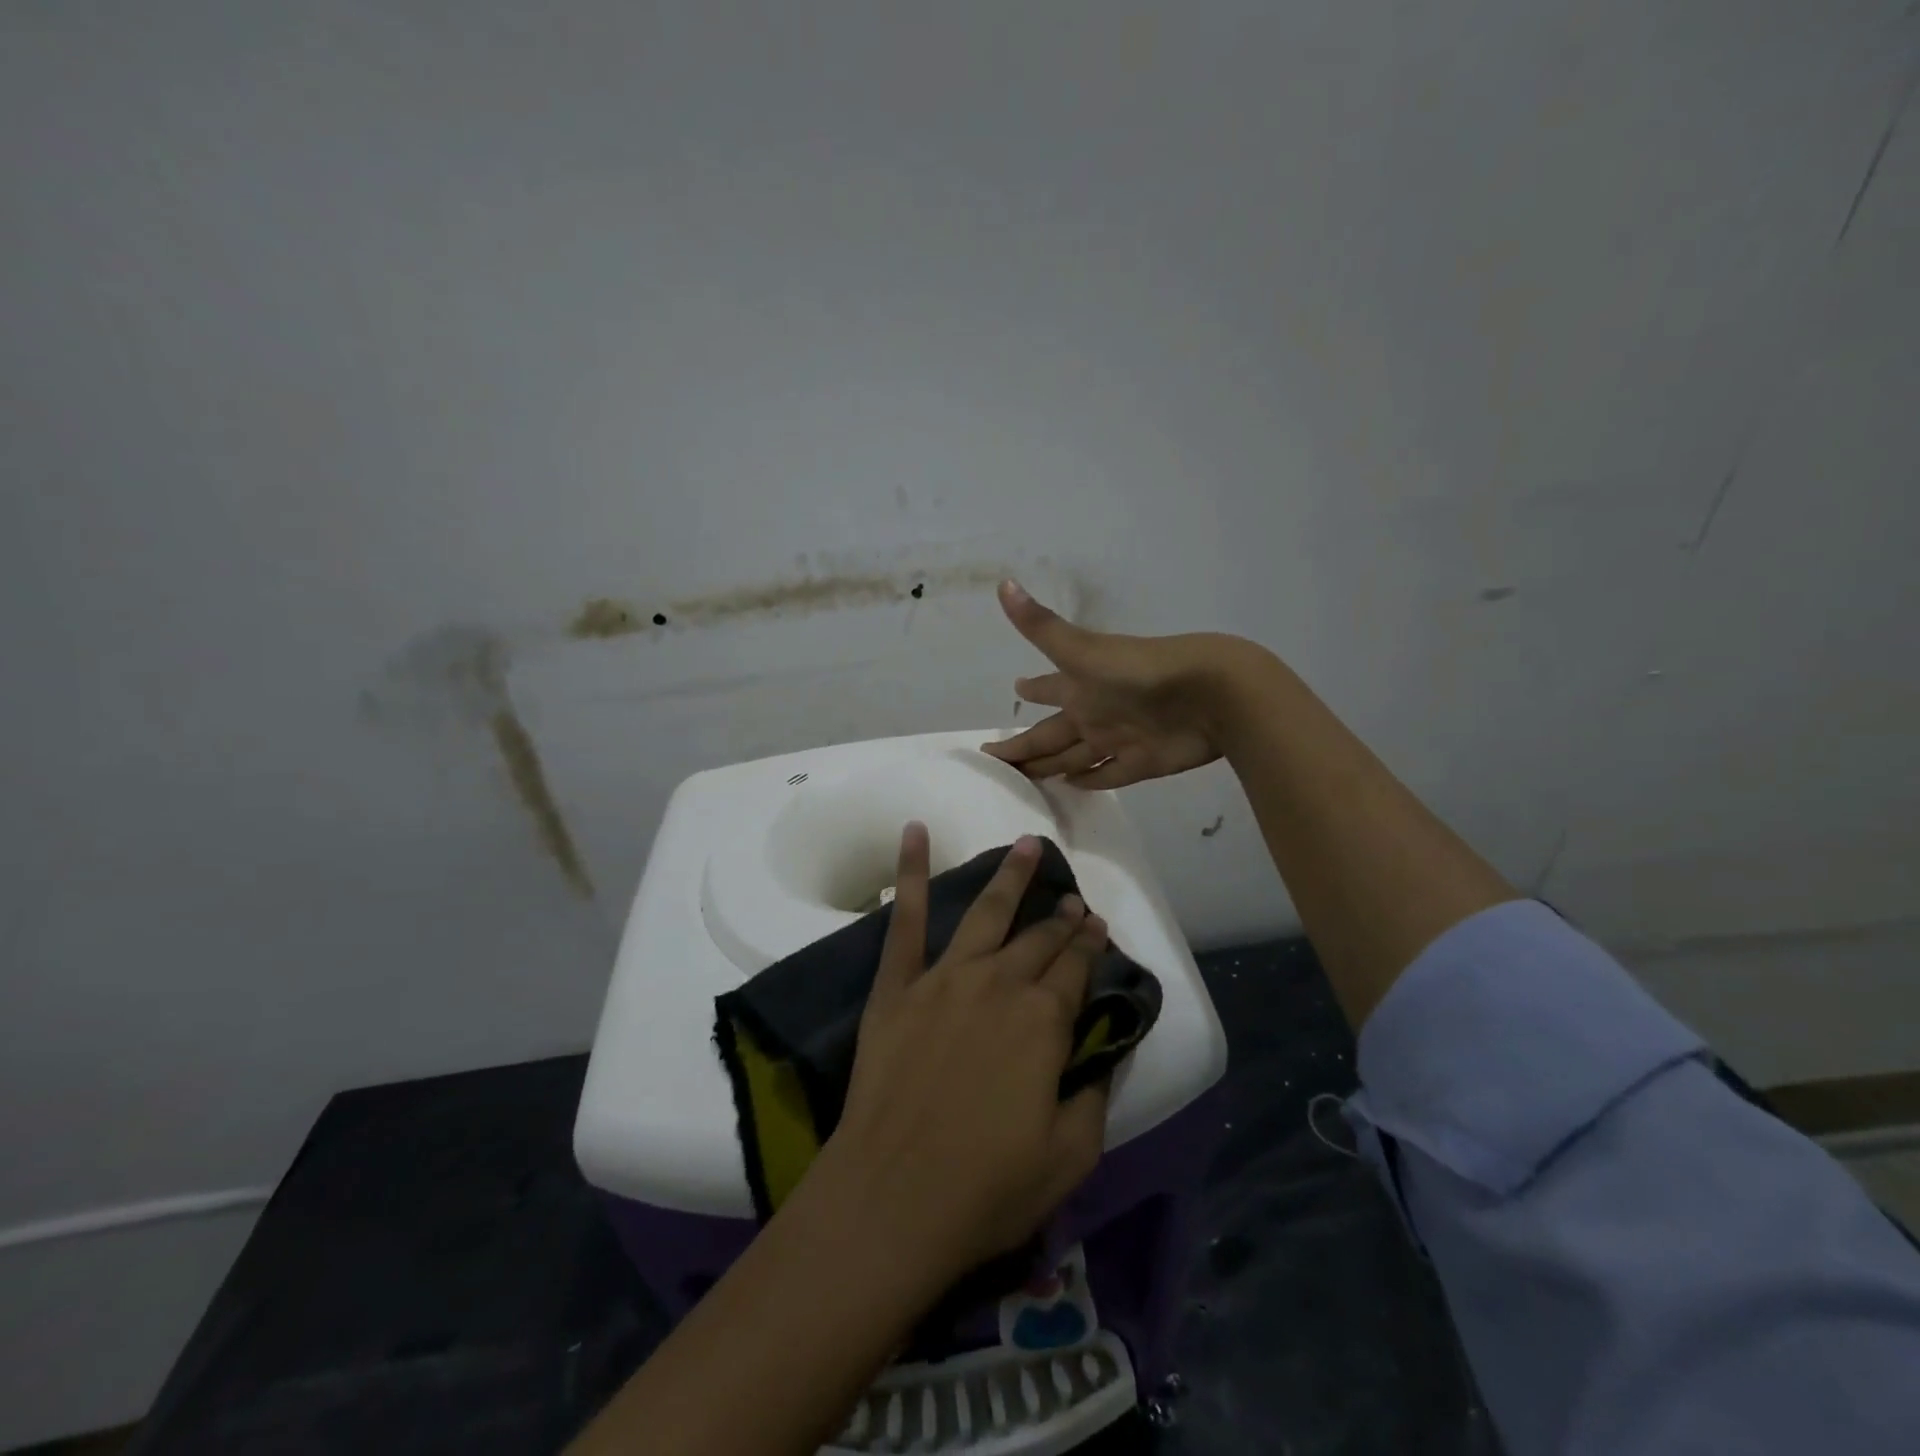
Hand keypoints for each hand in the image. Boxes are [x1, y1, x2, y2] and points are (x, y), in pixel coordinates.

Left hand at [824, 826, 1111, 1283]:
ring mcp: (944, 978)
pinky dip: (909, 870)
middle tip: (1072, 900)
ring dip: (1010, 876)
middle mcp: (999, 983)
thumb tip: (1102, 1052)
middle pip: (1039, 939)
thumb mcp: (1070, 1154)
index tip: (1097, 924)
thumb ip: (1094, 1094)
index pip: (1076, 968)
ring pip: (986, 912)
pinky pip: (904, 917)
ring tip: (1027, 844)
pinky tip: (914, 831)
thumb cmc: (987, 1186)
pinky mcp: (898, 985)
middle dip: (1061, 917)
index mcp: (1044, 1021)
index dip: (1090, 945)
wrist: (892, 1197)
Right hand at [983, 579, 1259, 788]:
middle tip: (1000, 760)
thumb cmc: (1140, 671)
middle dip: (1027, 745)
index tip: (1014, 690)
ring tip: (1027, 777)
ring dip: (1052, 765)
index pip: (1046, 690)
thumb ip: (1041, 626)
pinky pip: (1107, 775)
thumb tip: (1004, 583)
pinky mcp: (1140, 762)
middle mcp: (1095, 711)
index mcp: (1080, 685)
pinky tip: (1071, 786)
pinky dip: (1089, 781)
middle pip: (1052, 734)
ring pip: (1073, 756)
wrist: (1211, 694)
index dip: (1031, 690)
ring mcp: (1117, 739)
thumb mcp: (1083, 651)